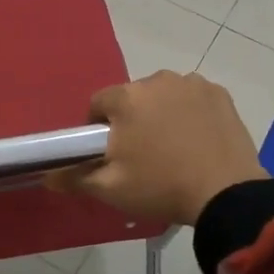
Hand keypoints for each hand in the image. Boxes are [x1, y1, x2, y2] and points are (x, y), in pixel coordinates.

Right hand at [48, 71, 266, 227]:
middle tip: (142, 155)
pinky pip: (192, 99)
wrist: (226, 194)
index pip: (98, 104)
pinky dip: (190, 113)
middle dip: (131, 120)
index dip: (98, 129)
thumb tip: (46, 173)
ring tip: (173, 149)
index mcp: (126, 97)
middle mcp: (157, 79)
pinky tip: (197, 141)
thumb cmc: (161, 186)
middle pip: (132, 98)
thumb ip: (74, 176)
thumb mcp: (110, 189)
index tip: (110, 154)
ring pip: (163, 96)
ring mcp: (192, 83)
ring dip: (161, 114)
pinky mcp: (219, 93)